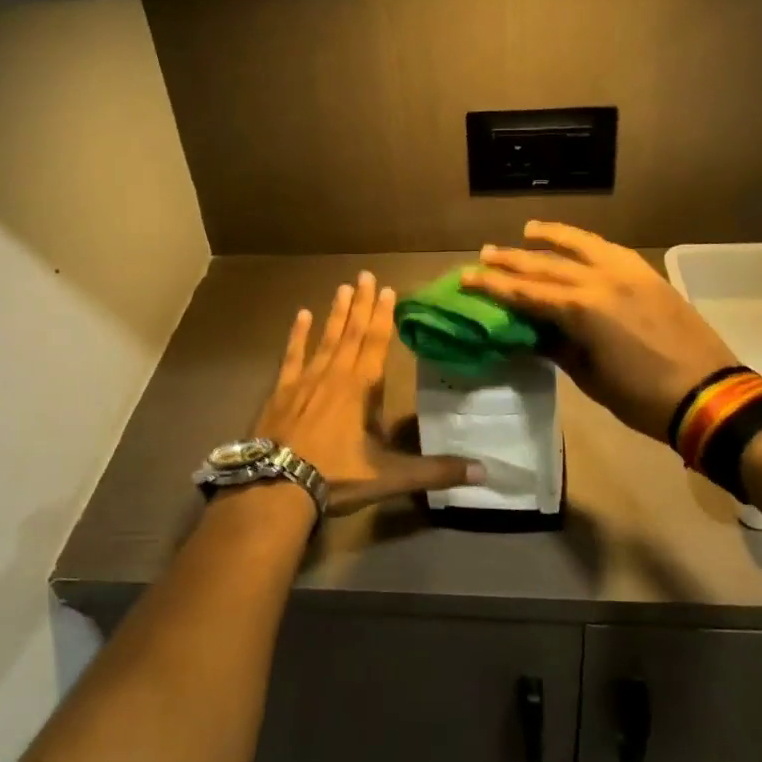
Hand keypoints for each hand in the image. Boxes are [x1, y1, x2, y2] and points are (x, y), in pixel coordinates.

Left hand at [252, 271, 484, 515]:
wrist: (276, 487)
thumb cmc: (336, 476)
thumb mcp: (390, 476)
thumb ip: (436, 471)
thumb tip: (485, 470)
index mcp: (361, 388)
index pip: (377, 343)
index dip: (384, 315)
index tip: (388, 289)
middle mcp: (334, 375)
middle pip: (352, 332)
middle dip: (361, 304)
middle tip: (365, 274)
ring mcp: (304, 380)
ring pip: (325, 338)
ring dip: (336, 313)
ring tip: (342, 287)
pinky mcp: (281, 392)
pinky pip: (292, 356)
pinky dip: (297, 335)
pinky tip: (301, 315)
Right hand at [462, 222, 738, 443]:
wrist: (708, 394)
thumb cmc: (642, 397)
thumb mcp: (590, 378)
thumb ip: (558, 346)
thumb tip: (531, 330)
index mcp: (582, 310)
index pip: (527, 292)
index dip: (494, 286)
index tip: (467, 276)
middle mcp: (601, 281)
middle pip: (547, 265)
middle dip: (513, 260)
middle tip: (486, 253)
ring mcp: (628, 274)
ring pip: (582, 245)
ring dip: (551, 237)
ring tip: (528, 230)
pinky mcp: (648, 275)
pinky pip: (610, 250)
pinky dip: (587, 244)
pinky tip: (577, 243)